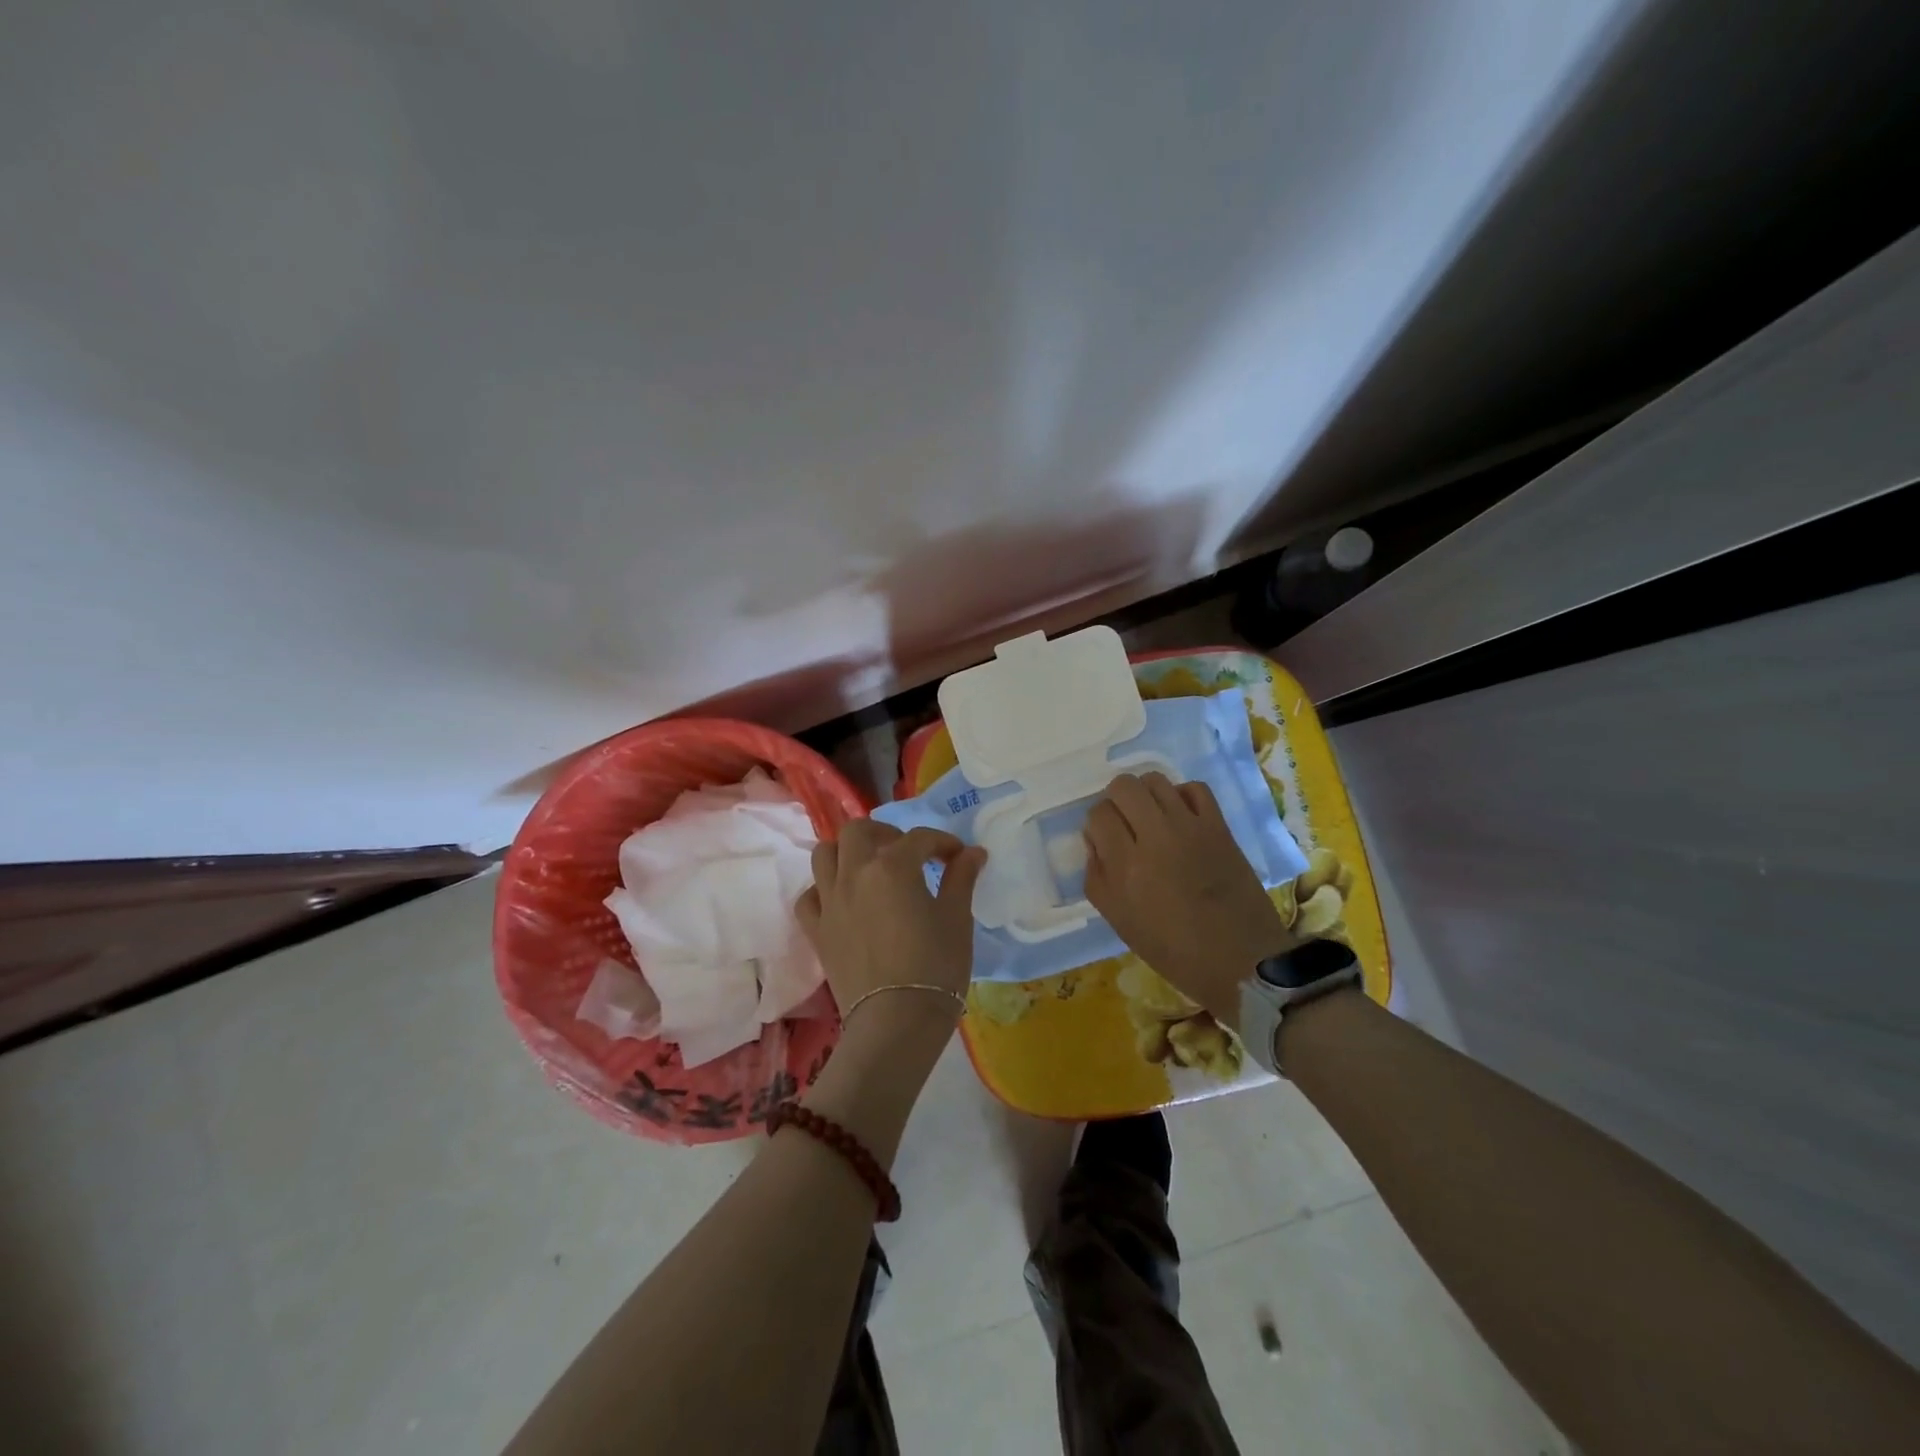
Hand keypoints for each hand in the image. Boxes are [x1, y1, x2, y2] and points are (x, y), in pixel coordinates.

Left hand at [796, 819, 985, 1032]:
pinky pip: (810, 897)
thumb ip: (961, 878)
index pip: (920, 838)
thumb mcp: (957, 919)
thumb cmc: (935, 967)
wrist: (896, 1022)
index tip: (959, 857)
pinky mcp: (817, 931)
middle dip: (885, 833)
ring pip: (824, 854)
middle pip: (859, 831)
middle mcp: (854, 874)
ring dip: (847, 852)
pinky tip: (843, 901)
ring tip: (870, 868)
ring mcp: (830, 902)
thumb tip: (972, 853)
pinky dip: (824, 890)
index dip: (943, 843)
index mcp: (893, 866)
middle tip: (907, 852)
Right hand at [1084, 773, 1288, 1029]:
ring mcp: (1191, 827)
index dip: (1097, 825)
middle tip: (1124, 824)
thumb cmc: (1173, 950)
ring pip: (1156, 781)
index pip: (1098, 814)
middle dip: (1116, 800)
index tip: (1104, 840)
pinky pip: (1194, 789)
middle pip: (1124, 786)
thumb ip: (1097, 876)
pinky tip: (1180, 817)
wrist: (1240, 959)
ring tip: (1151, 818)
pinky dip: (1181, 796)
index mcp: (1127, 865)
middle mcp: (1156, 836)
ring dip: (1146, 795)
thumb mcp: (1119, 920)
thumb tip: (1096, 841)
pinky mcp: (1219, 827)